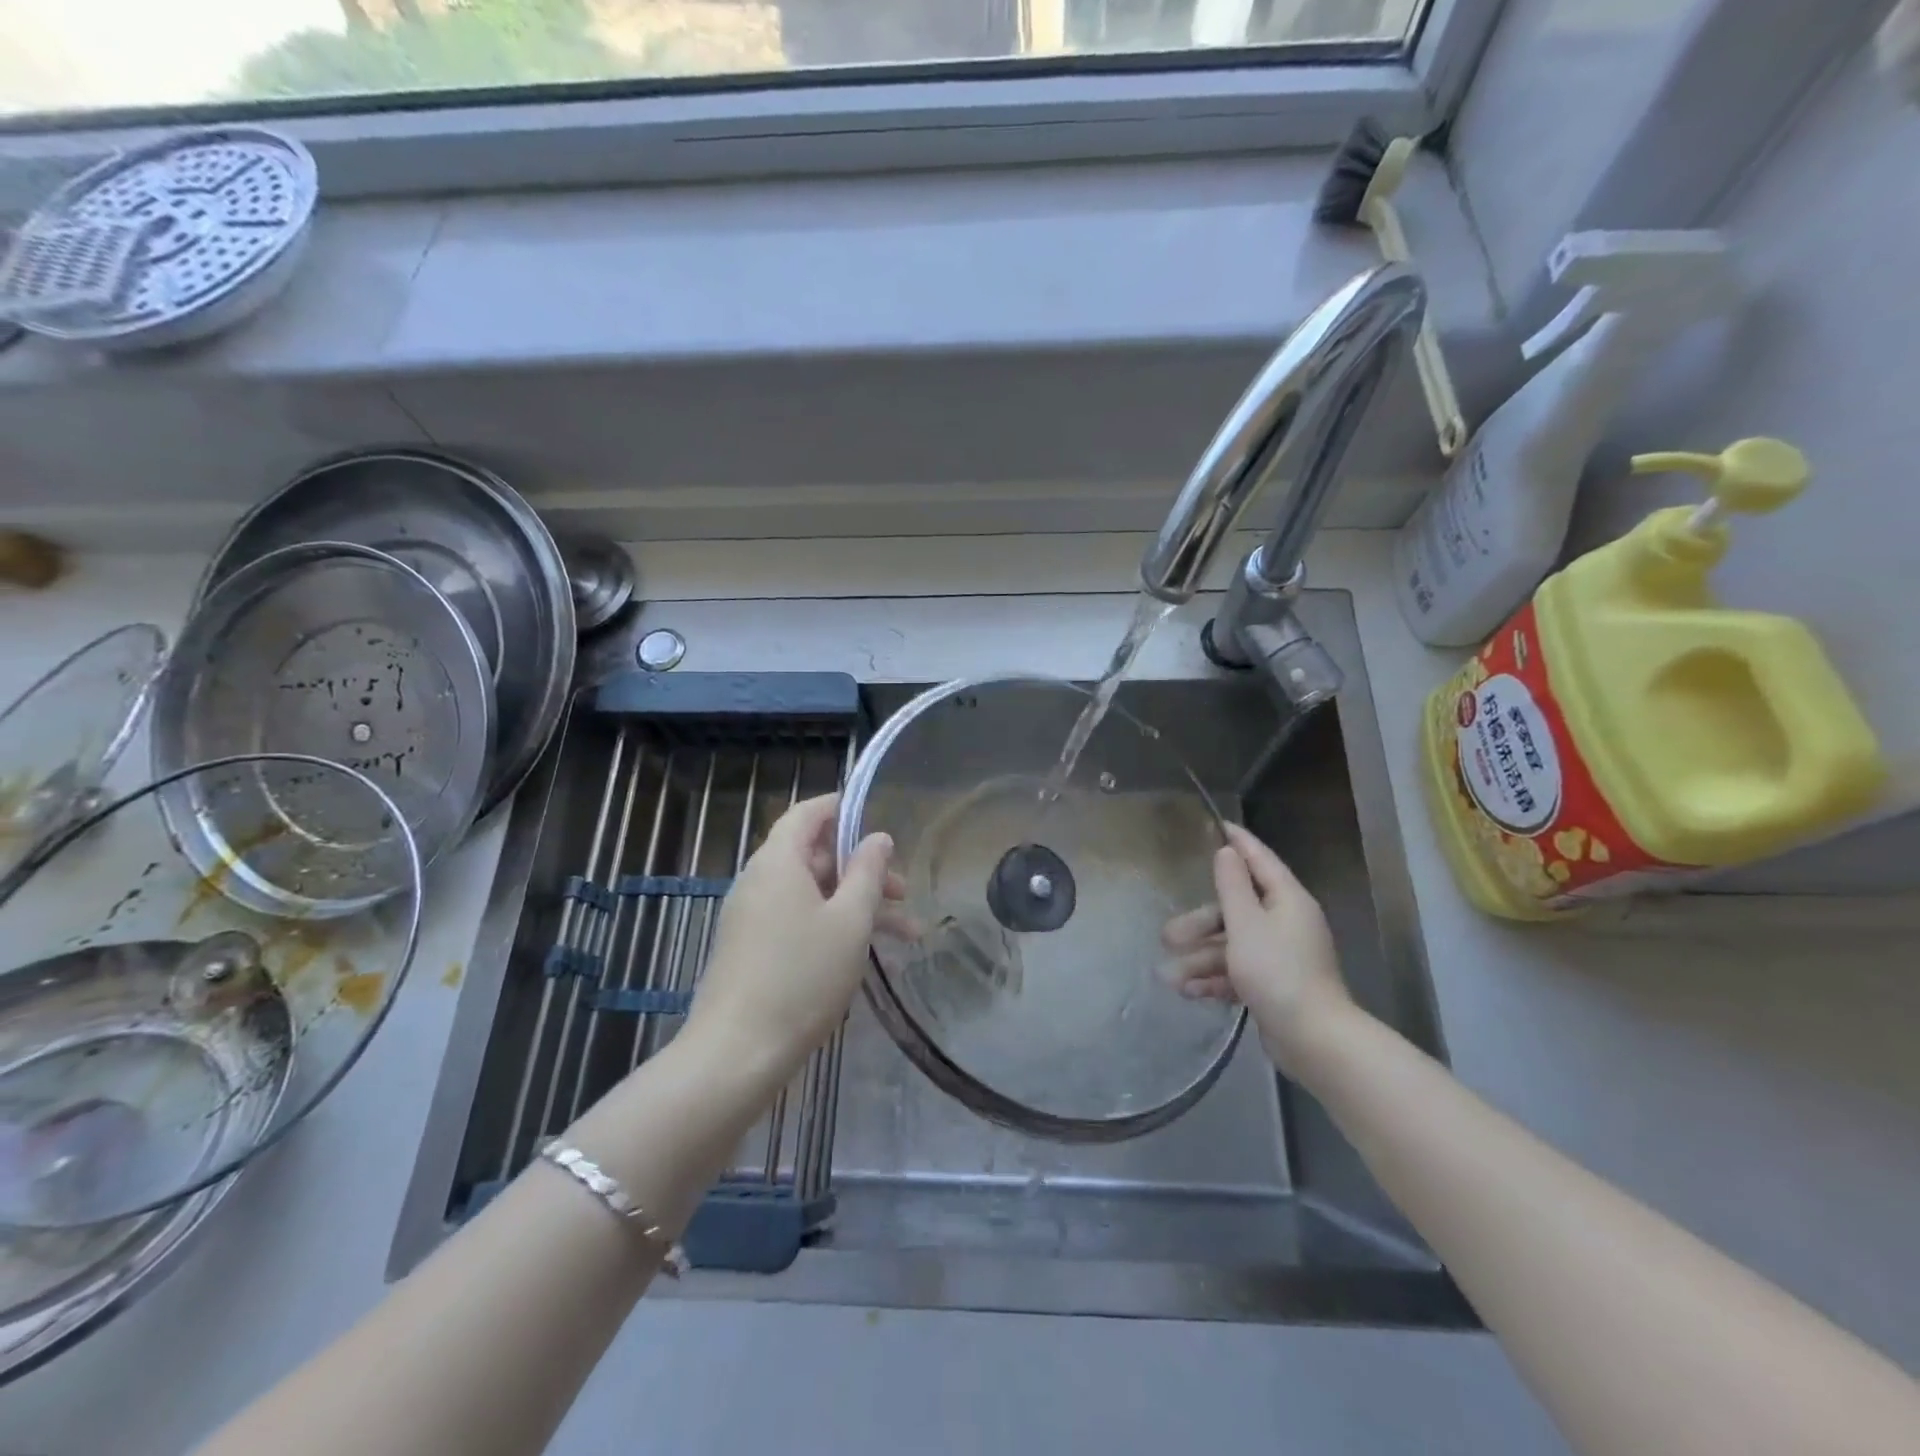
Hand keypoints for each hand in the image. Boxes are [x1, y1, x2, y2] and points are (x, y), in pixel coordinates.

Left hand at [681, 794, 897, 1094]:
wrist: (737, 1054)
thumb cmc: (801, 977)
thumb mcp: (850, 921)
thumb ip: (868, 873)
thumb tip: (878, 838)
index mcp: (778, 862)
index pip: (808, 814)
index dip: (842, 809)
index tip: (878, 819)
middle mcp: (760, 881)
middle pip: (816, 857)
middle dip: (864, 870)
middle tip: (904, 893)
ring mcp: (752, 917)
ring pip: (813, 895)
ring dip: (857, 906)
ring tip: (908, 936)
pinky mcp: (752, 950)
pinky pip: (798, 921)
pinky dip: (833, 927)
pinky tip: (866, 957)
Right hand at [1159, 823, 1353, 1068]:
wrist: (1314, 1040)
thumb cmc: (1277, 972)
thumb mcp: (1246, 924)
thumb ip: (1233, 886)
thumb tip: (1227, 852)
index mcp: (1287, 900)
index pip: (1260, 860)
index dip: (1238, 842)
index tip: (1218, 825)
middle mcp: (1286, 923)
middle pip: (1236, 910)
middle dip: (1200, 924)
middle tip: (1167, 936)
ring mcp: (1281, 956)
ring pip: (1233, 945)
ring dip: (1201, 958)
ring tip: (1169, 976)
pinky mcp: (1275, 985)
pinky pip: (1239, 972)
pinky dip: (1215, 979)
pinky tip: (1189, 991)